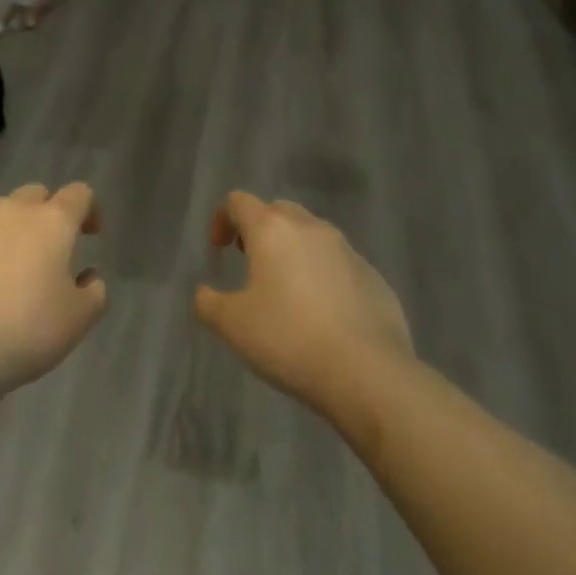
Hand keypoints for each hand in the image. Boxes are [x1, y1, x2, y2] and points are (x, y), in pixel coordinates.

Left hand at [0, 182, 106, 394]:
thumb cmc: (26, 330)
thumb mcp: (79, 320)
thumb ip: (95, 292)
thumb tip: (89, 275)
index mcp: (52, 220)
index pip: (79, 194)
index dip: (89, 209)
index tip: (90, 234)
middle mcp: (13, 209)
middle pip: (36, 195)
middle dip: (46, 214)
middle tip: (48, 250)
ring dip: (10, 227)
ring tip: (8, 263)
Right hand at [194, 191, 413, 414]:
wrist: (368, 373)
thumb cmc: (290, 340)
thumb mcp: (233, 326)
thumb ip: (209, 304)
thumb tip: (204, 293)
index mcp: (271, 229)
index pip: (238, 201)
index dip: (223, 219)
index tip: (220, 249)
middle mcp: (309, 226)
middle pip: (277, 211)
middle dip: (260, 230)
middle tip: (252, 264)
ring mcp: (346, 248)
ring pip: (311, 234)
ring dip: (294, 250)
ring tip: (289, 290)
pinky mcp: (372, 274)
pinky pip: (339, 263)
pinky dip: (324, 274)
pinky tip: (324, 314)